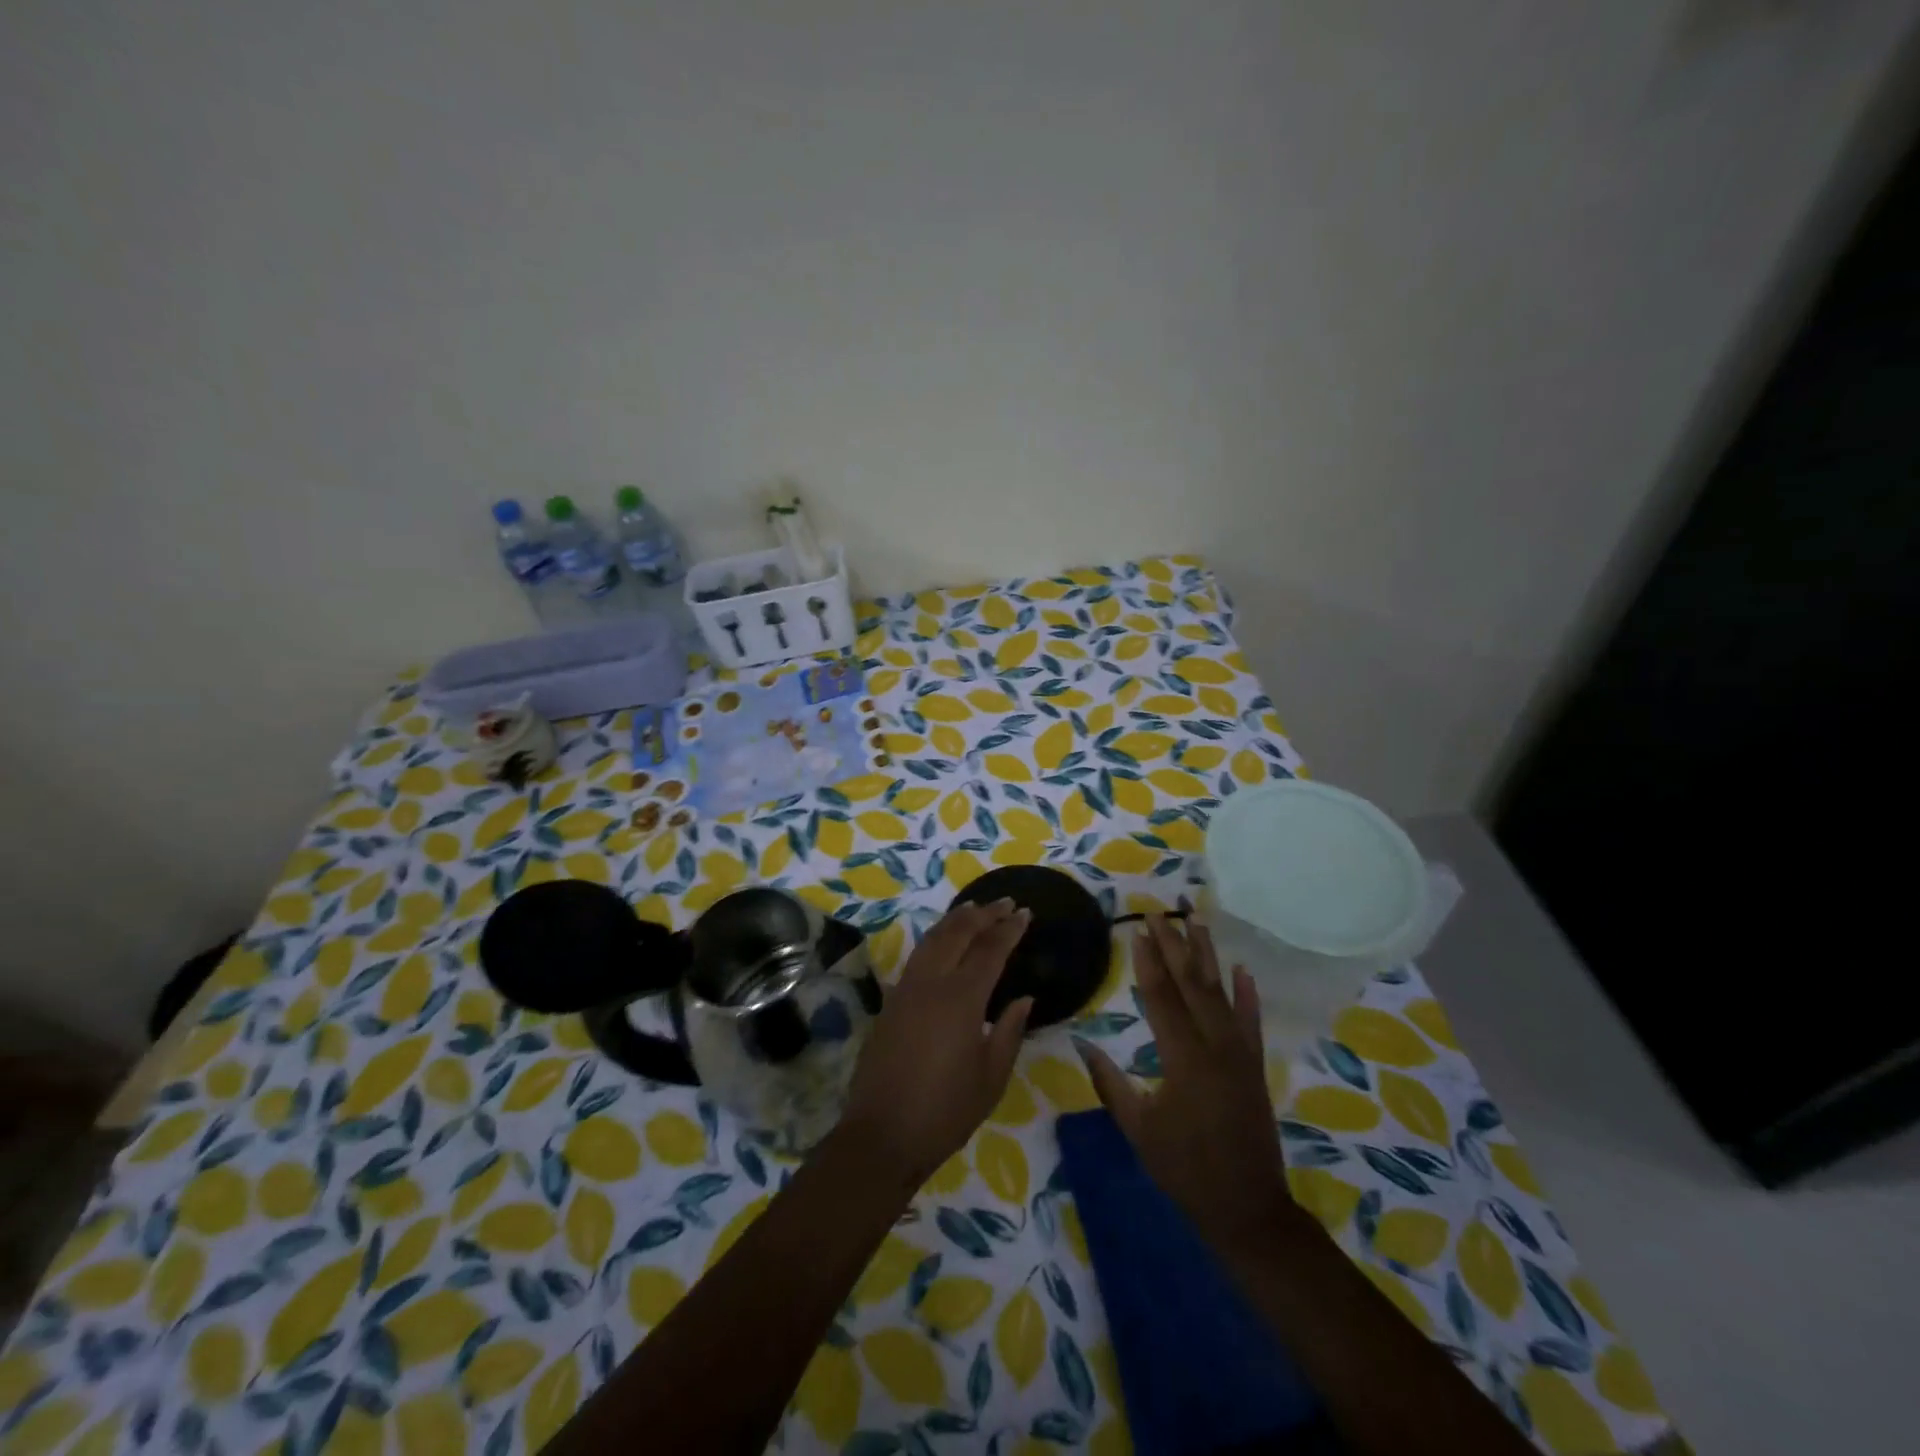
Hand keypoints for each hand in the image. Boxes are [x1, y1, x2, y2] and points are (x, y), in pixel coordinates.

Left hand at [840, 900, 1033, 1184]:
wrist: (881, 1134)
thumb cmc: (945, 1111)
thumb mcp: (991, 1077)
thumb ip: (1009, 1031)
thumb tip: (1024, 998)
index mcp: (961, 999)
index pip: (990, 950)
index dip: (1009, 929)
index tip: (1025, 912)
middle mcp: (932, 983)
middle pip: (958, 933)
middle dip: (983, 914)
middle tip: (1005, 903)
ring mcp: (906, 989)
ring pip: (933, 939)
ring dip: (956, 919)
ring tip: (975, 908)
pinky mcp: (891, 1001)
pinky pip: (918, 955)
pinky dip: (936, 938)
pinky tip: (944, 941)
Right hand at [1076, 916, 1291, 1254]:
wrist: (1247, 1208)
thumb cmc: (1184, 1169)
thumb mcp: (1138, 1129)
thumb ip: (1110, 1082)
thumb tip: (1082, 1042)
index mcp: (1183, 1059)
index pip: (1161, 998)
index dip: (1148, 962)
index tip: (1137, 930)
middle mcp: (1215, 1046)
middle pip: (1192, 984)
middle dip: (1174, 945)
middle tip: (1159, 913)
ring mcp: (1240, 1053)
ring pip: (1222, 993)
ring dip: (1207, 955)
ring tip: (1196, 921)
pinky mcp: (1255, 1065)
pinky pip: (1251, 1021)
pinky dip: (1247, 993)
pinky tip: (1241, 968)